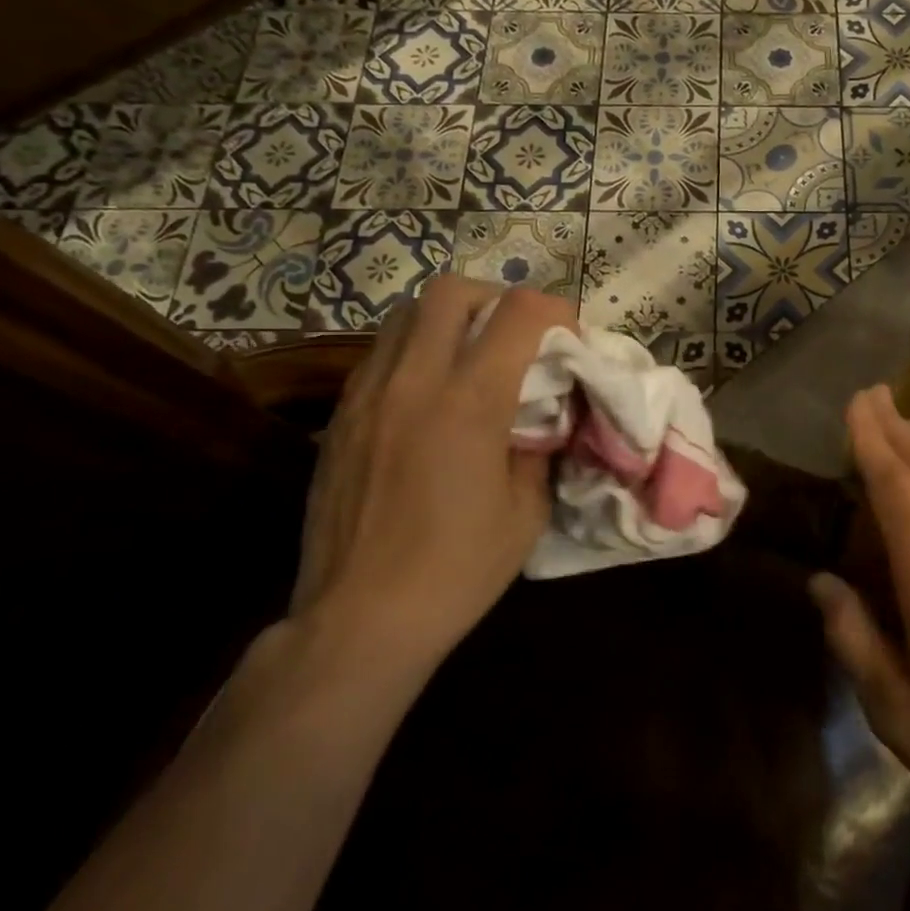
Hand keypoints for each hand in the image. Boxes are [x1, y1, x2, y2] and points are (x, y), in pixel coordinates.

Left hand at [290, 275, 575, 683]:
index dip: (555, 309)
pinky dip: (414, 349)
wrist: (359, 619)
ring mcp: (367, 393)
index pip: (518, 312)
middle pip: (451, 291)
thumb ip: (539, 444)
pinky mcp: (340, 414)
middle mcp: (414, 381)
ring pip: (406, 313)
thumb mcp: (526, 510)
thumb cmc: (457, 569)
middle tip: (515, 334)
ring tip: (470, 356)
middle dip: (495, 298)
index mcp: (470, 402)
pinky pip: (380, 352)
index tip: (569, 335)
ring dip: (449, 319)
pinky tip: (429, 393)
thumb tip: (544, 410)